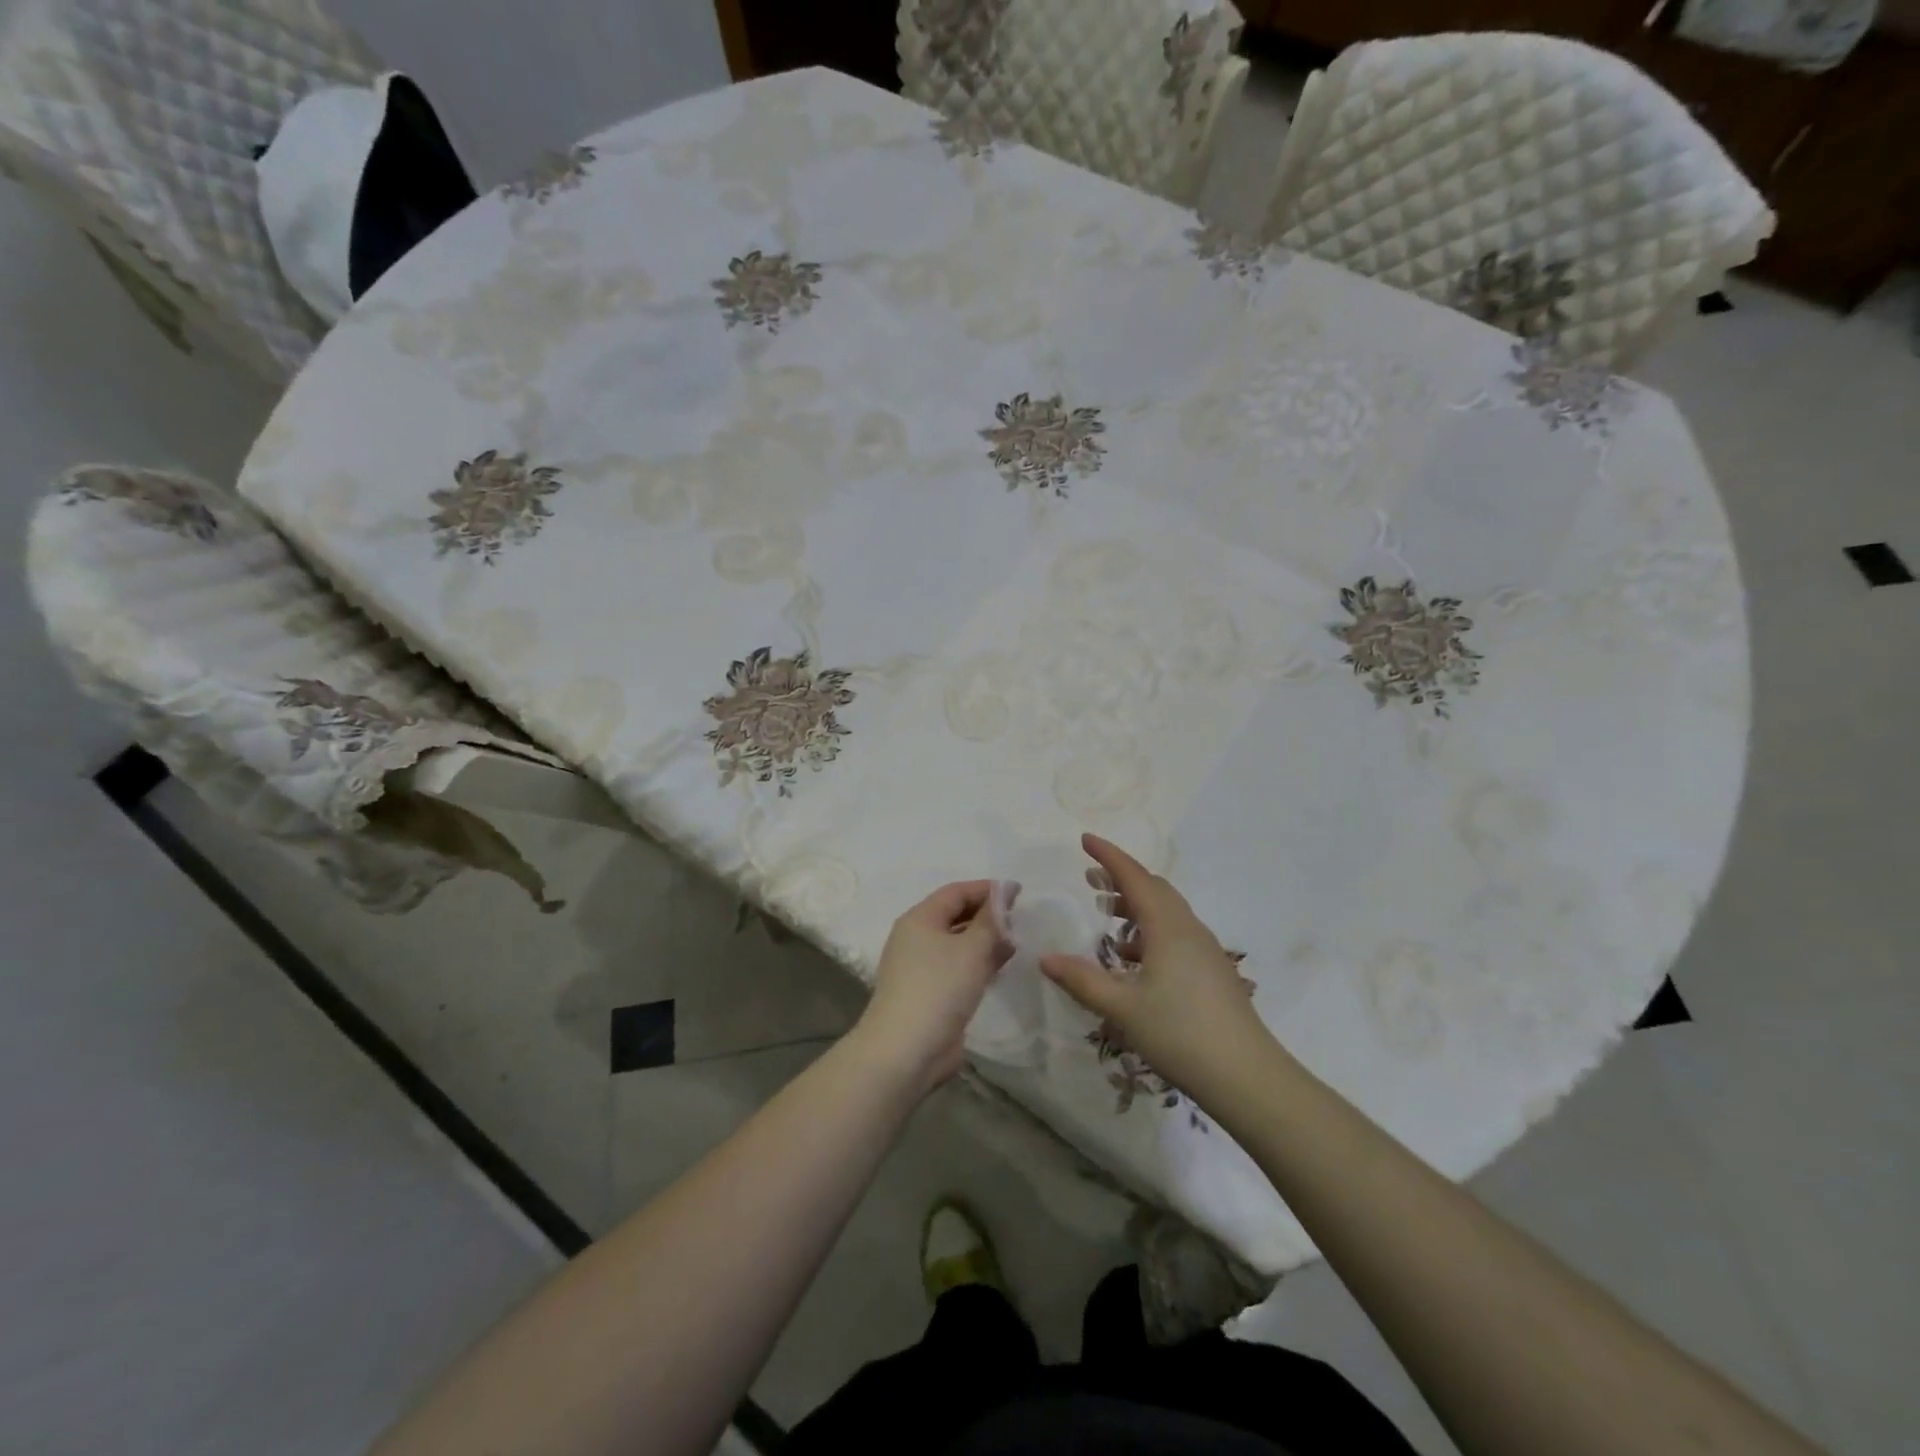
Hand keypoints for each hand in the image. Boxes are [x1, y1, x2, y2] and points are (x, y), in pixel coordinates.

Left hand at [851, 881, 1012, 1095]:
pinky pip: (958, 968)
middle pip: (955, 916)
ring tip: (1016, 941)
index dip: (986, 889)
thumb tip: (1003, 892)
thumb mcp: (972, 949)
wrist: (906, 1050)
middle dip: (987, 915)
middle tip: (1019, 917)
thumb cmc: (939, 988)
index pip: (955, 892)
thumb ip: (991, 920)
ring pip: (958, 944)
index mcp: (920, 919)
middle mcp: (917, 939)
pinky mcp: (931, 994)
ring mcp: (922, 968)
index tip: (1018, 892)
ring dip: (985, 941)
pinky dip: (979, 963)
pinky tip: (1001, 967)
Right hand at [1041, 834, 1281, 1108]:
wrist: (1246, 1076)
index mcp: (1167, 926)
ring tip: (1108, 913)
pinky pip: (1175, 933)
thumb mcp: (1122, 1007)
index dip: (1109, 856)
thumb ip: (1082, 980)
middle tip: (1091, 876)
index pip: (1134, 877)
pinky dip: (1149, 929)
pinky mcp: (1212, 971)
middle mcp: (1188, 929)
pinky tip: (1134, 957)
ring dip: (1136, 904)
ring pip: (1167, 911)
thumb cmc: (1180, 1033)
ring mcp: (1204, 950)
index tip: (1085, 839)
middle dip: (1121, 877)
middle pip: (1154, 889)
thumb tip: (1045, 958)